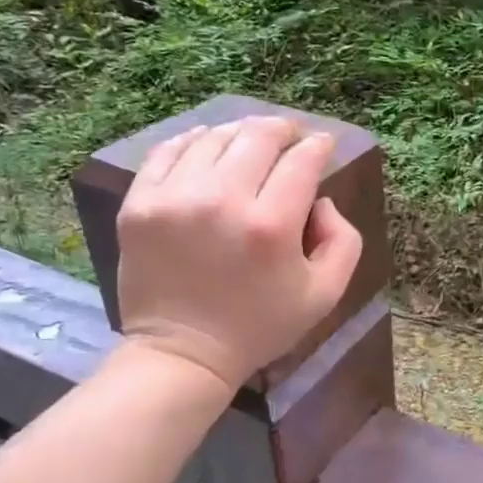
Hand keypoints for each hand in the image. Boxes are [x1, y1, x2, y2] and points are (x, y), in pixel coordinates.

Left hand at [114, 115, 362, 388]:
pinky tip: (208, 145)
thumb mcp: (326, 294)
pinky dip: (194, 140)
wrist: (183, 353)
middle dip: (283, 129)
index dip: (318, 145)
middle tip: (290, 135)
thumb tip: (321, 200)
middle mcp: (222, 201)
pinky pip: (168, 150)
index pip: (302, 160)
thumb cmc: (260, 325)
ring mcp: (174, 198)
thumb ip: (343, 239)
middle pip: (258, 137)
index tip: (323, 144)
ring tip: (250, 141)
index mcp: (271, 226)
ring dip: (240, 133)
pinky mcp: (139, 204)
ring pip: (215, 138)